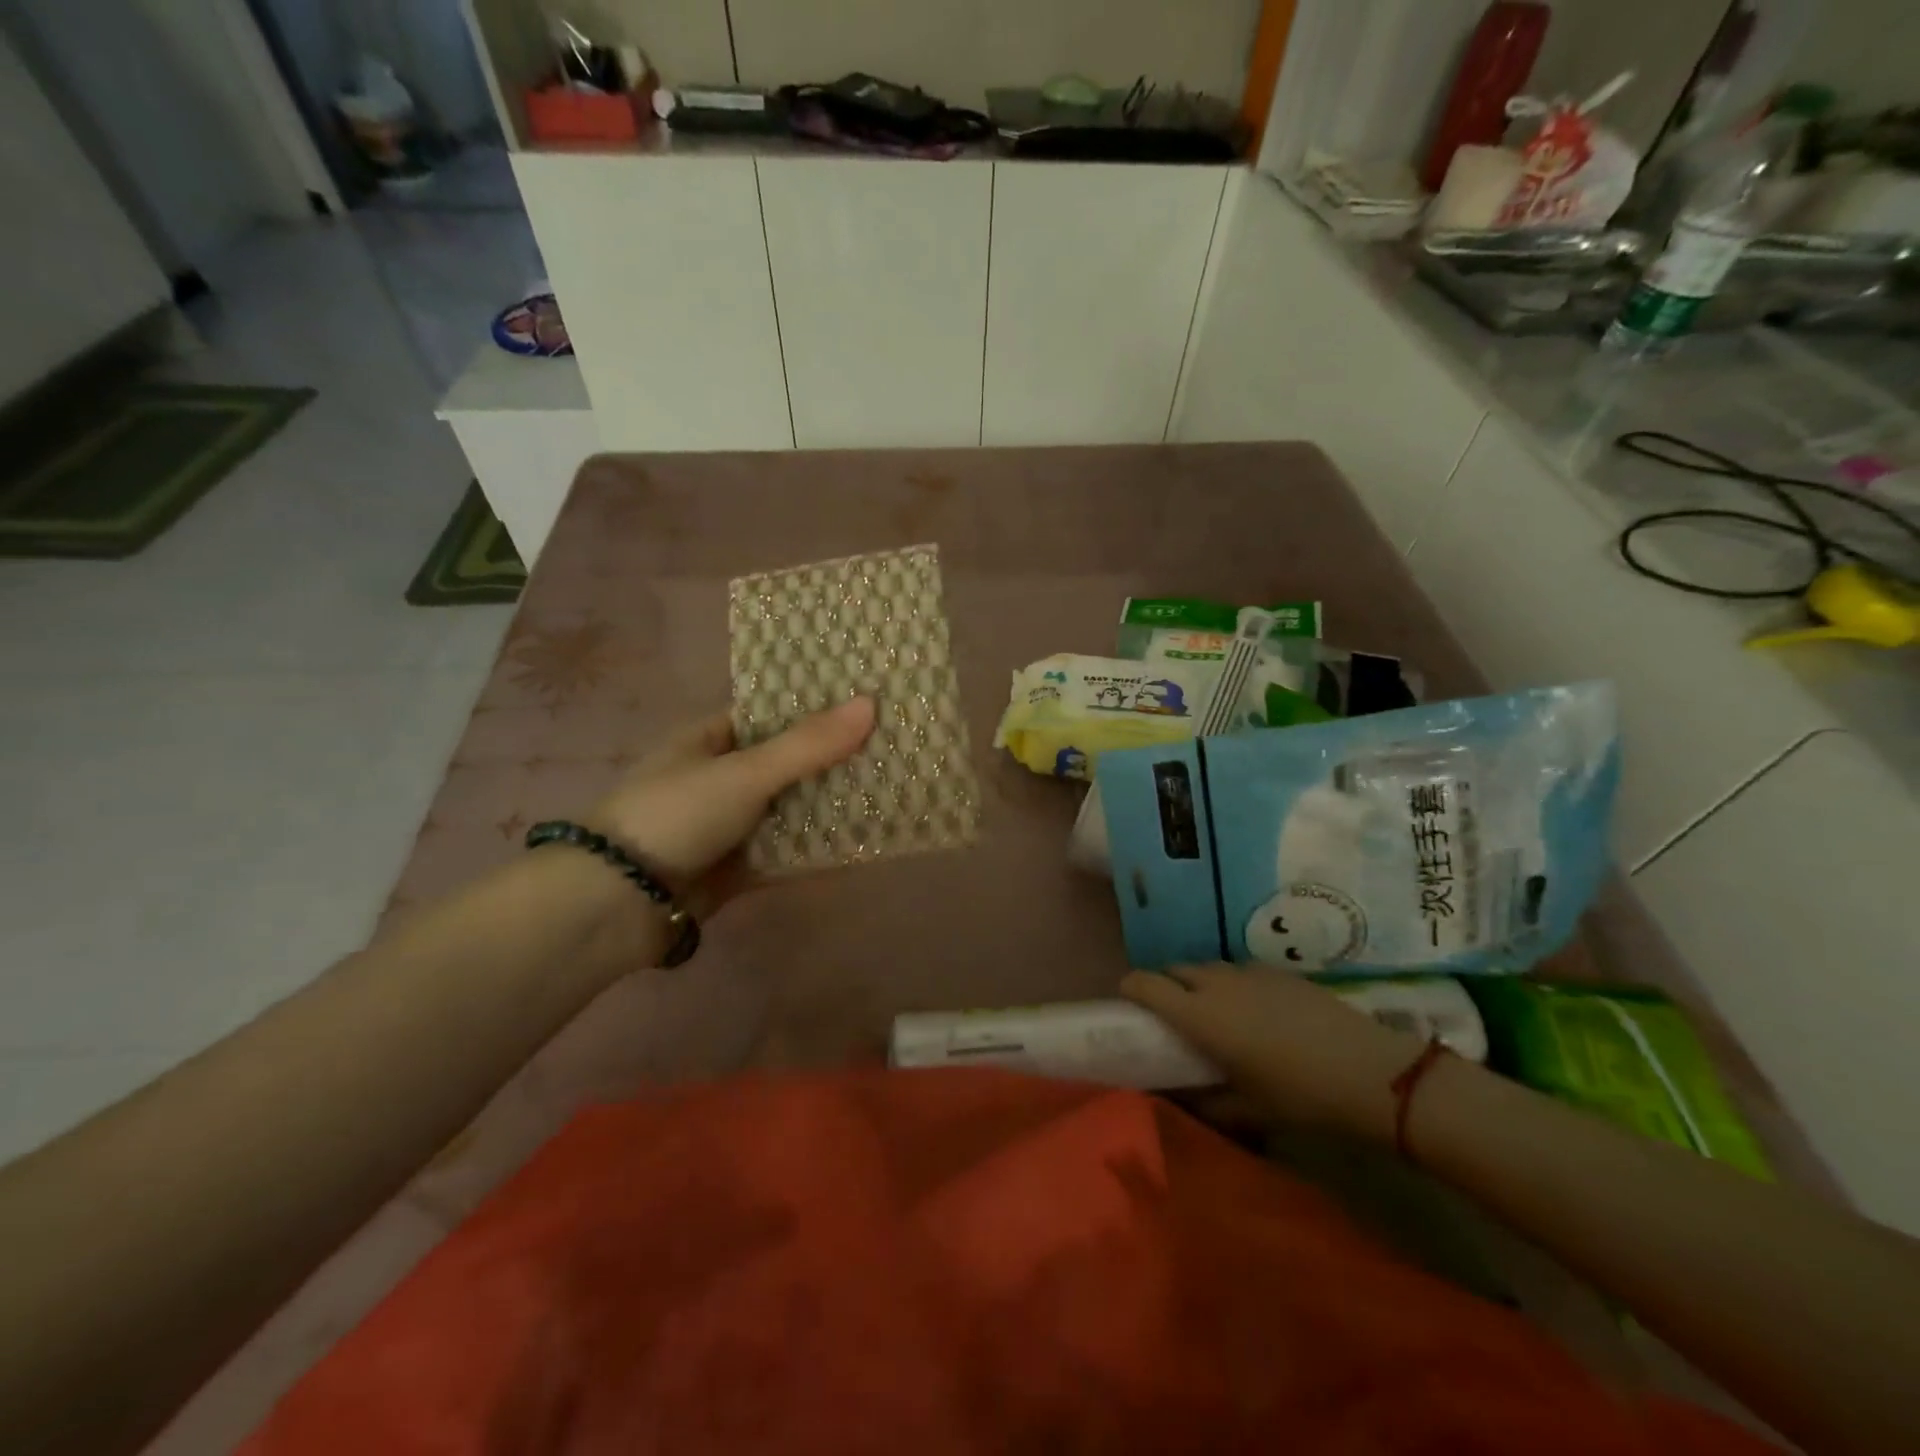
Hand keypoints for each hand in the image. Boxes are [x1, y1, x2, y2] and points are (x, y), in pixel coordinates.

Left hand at [591, 699, 875, 914]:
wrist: (616, 904)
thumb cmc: (675, 816)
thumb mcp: (744, 773)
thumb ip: (808, 745)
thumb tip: (871, 705)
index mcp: (709, 740)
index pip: (770, 714)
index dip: (816, 708)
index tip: (867, 703)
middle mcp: (720, 777)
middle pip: (786, 762)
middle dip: (832, 760)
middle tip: (893, 749)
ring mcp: (728, 824)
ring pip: (789, 808)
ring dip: (828, 805)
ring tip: (890, 791)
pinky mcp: (735, 867)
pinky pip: (785, 851)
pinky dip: (815, 848)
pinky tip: (861, 843)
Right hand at [1121, 965, 1430, 1144]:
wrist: (1372, 1072)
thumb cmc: (1301, 1096)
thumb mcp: (1249, 1110)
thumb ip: (1206, 1103)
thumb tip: (1178, 1100)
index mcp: (1200, 1015)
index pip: (1145, 984)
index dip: (1129, 989)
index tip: (1127, 1005)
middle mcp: (1217, 984)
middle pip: (1174, 970)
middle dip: (1164, 986)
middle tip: (1171, 1017)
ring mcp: (1250, 973)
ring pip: (1207, 968)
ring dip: (1198, 984)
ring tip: (1214, 1014)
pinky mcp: (1280, 972)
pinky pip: (1239, 970)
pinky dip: (1231, 984)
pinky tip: (1254, 1012)